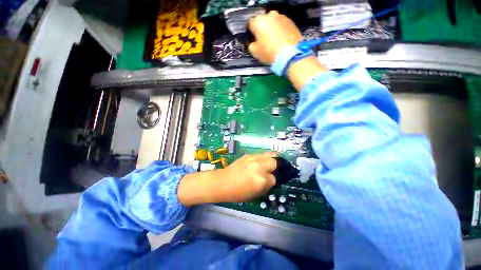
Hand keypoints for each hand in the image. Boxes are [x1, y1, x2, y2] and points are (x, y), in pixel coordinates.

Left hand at [178, 152, 277, 205]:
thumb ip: (267, 185)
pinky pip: (261, 154)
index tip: (274, 180)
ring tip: (273, 163)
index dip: (276, 180)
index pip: (275, 178)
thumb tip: (274, 179)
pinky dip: (265, 158)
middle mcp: (259, 167)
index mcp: (261, 180)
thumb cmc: (238, 192)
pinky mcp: (248, 155)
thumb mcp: (256, 194)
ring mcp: (253, 159)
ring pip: (270, 154)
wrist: (223, 182)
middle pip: (276, 162)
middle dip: (279, 166)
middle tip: (278, 169)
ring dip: (274, 159)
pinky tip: (261, 162)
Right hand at [248, 10, 303, 64]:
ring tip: (274, 43)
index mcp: (258, 21)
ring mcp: (282, 17)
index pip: (250, 24)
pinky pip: (282, 26)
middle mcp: (270, 15)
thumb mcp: (255, 52)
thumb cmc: (270, 53)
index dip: (251, 33)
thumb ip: (251, 45)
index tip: (253, 40)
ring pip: (273, 23)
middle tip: (264, 42)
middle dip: (262, 30)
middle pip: (263, 22)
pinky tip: (281, 42)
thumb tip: (252, 43)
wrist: (290, 55)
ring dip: (272, 30)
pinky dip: (281, 31)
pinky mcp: (291, 22)